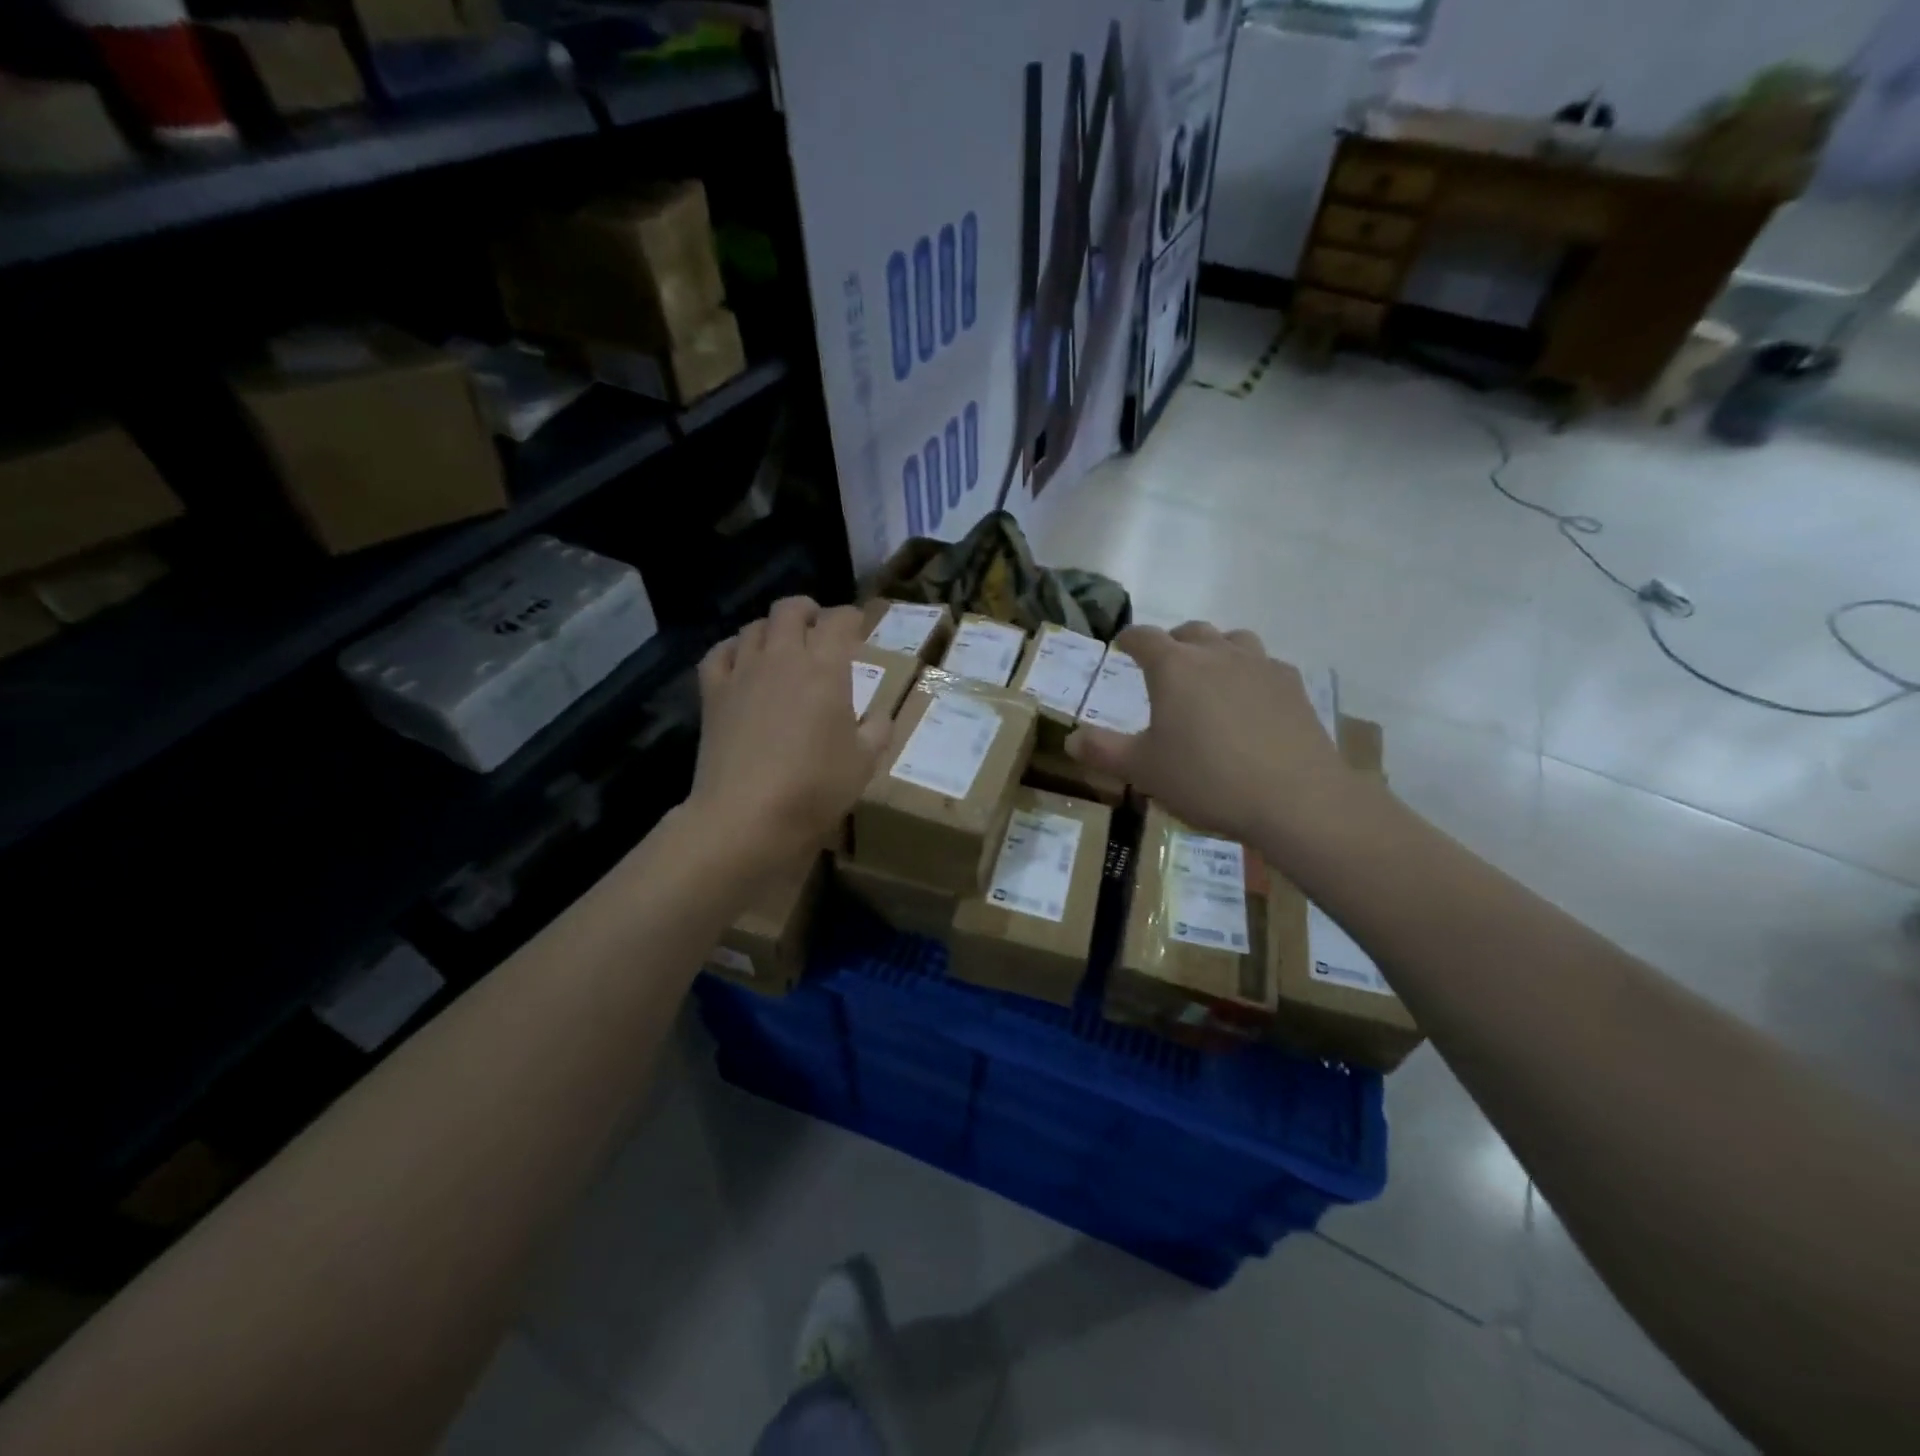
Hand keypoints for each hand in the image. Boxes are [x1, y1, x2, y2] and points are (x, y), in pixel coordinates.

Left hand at [689, 597, 891, 869]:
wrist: (747, 815)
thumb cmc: (815, 787)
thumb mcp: (864, 763)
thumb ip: (877, 731)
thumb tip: (879, 716)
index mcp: (826, 668)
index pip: (839, 621)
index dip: (851, 618)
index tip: (858, 627)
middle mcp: (783, 657)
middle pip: (791, 609)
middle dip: (809, 611)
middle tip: (819, 628)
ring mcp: (743, 672)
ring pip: (754, 627)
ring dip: (772, 629)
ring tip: (782, 646)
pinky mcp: (713, 693)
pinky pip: (719, 653)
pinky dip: (733, 648)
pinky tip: (741, 661)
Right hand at [1066, 621, 1361, 845]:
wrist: (1295, 798)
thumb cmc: (1206, 779)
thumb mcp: (1143, 770)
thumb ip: (1103, 751)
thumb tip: (1070, 738)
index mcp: (1174, 667)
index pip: (1144, 638)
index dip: (1130, 639)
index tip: (1122, 645)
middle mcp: (1217, 654)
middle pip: (1190, 632)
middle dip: (1173, 643)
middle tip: (1164, 664)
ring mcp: (1260, 666)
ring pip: (1233, 640)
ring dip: (1215, 650)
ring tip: (1209, 675)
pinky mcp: (1293, 686)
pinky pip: (1265, 665)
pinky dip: (1250, 673)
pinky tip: (1251, 702)